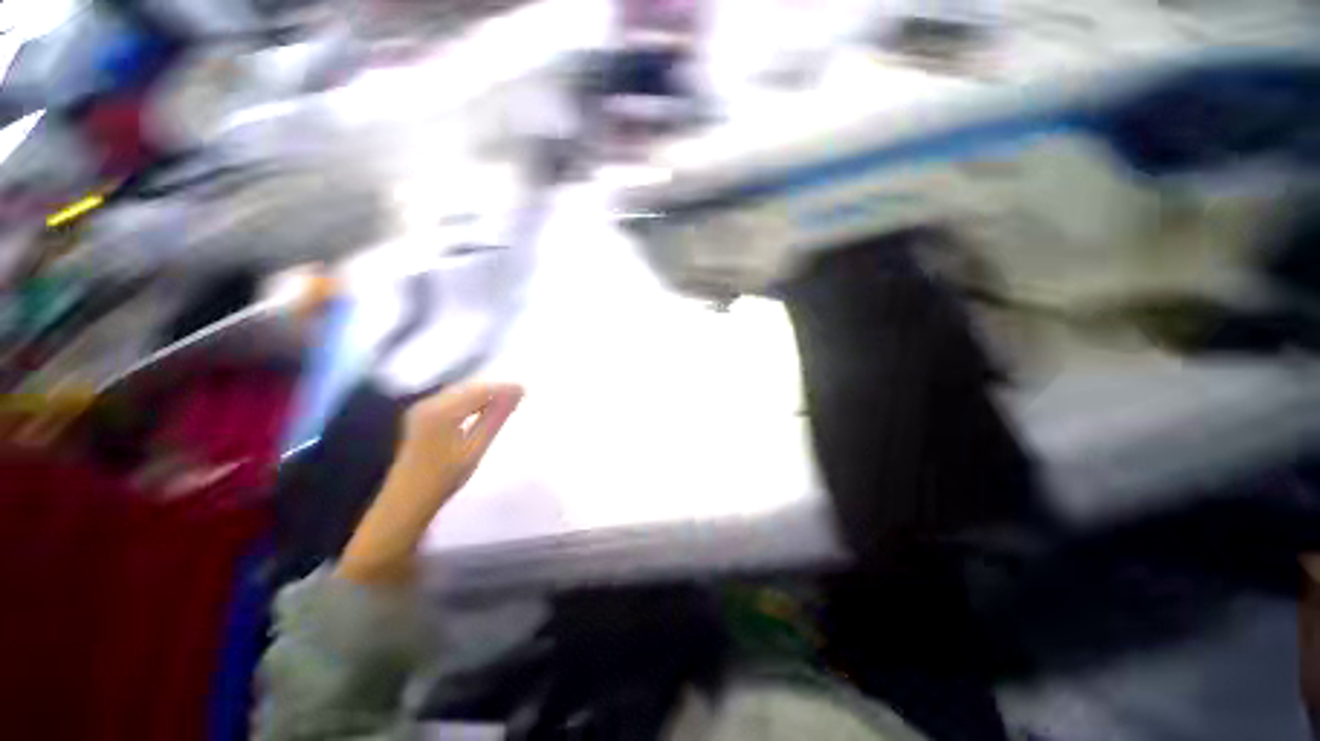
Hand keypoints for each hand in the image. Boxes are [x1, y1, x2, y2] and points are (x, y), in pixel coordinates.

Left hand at [338, 383, 523, 586]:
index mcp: (442, 411)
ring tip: (505, 404)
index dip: (504, 388)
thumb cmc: (445, 477)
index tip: (525, 391)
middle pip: (469, 388)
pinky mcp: (420, 415)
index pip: (479, 390)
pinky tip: (482, 410)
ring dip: (483, 395)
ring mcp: (422, 408)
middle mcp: (429, 403)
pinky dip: (470, 402)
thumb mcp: (476, 447)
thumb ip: (496, 417)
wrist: (407, 500)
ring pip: (460, 392)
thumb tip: (517, 393)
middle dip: (494, 390)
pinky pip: (452, 400)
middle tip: (519, 397)